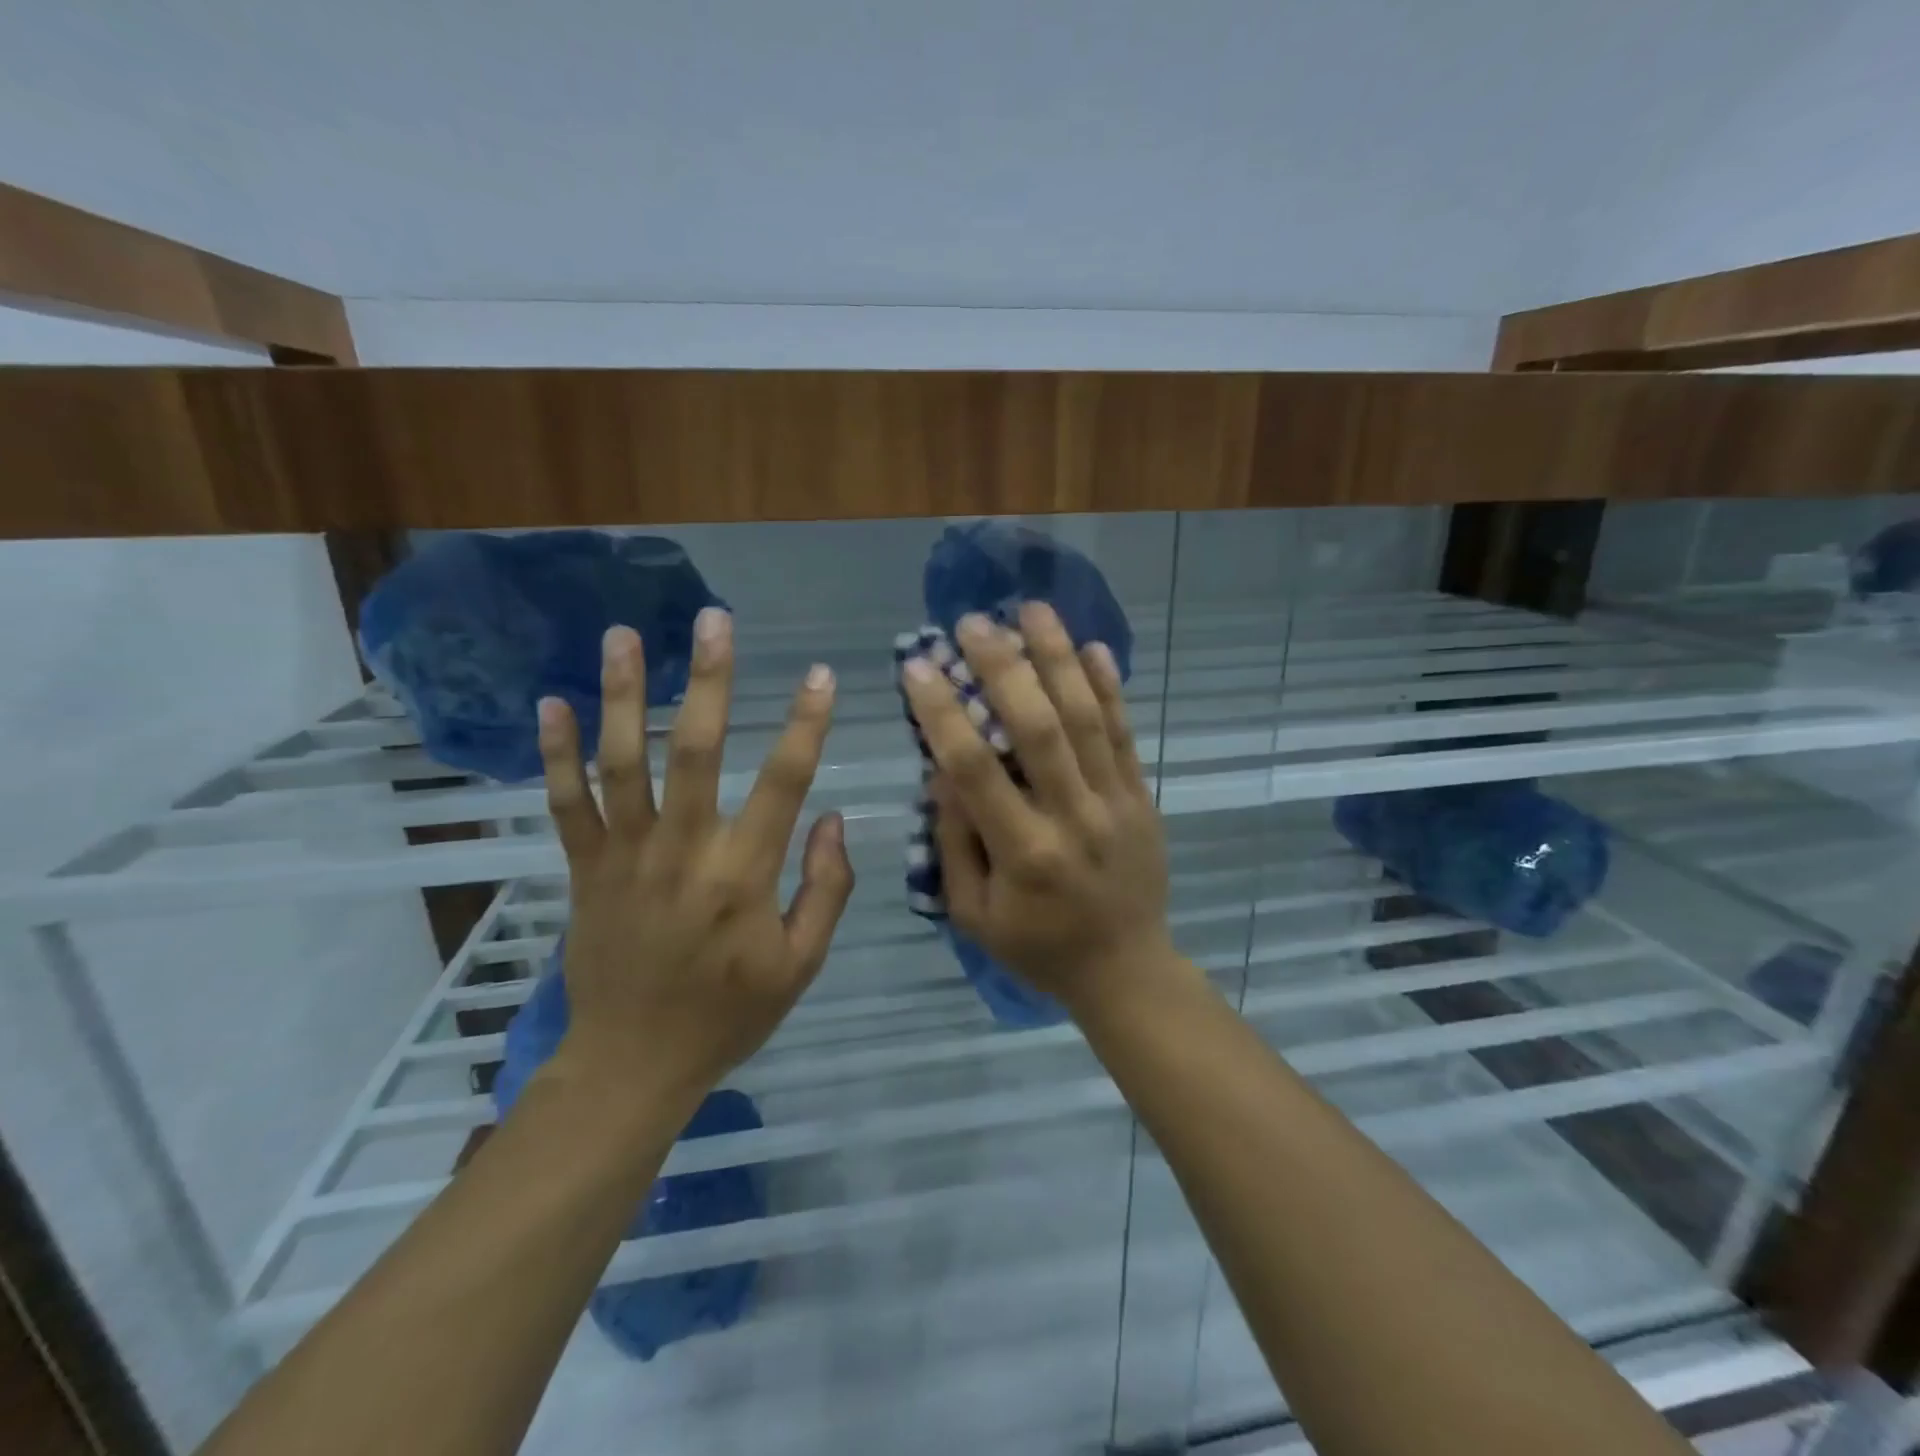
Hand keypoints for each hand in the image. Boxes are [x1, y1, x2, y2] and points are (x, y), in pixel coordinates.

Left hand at [536, 613, 854, 1113]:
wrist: (633, 1064)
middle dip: (710, 681)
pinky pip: (565, 804)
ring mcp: (625, 856)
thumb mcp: (801, 965)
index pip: (784, 783)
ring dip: (624, 696)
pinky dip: (557, 755)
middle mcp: (683, 851)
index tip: (822, 674)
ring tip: (623, 636)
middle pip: (696, 751)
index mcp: (743, 875)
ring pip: (622, 763)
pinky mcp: (584, 870)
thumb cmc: (728, 1014)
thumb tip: (835, 819)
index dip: (807, 724)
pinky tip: (552, 704)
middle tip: (714, 620)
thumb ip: (827, 889)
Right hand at [902, 602, 1175, 1014]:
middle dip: (1003, 668)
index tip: (916, 668)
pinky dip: (1110, 688)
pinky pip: (1126, 734)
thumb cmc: (1038, 947)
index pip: (975, 770)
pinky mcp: (1143, 797)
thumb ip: (955, 842)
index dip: (943, 714)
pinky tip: (1093, 647)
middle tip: (973, 623)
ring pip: (1087, 718)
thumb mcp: (974, 914)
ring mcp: (1116, 803)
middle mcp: (1073, 818)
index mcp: (1023, 854)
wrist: (1127, 969)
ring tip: (1033, 609)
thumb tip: (941, 770)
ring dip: (1059, 658)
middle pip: (1038, 728)